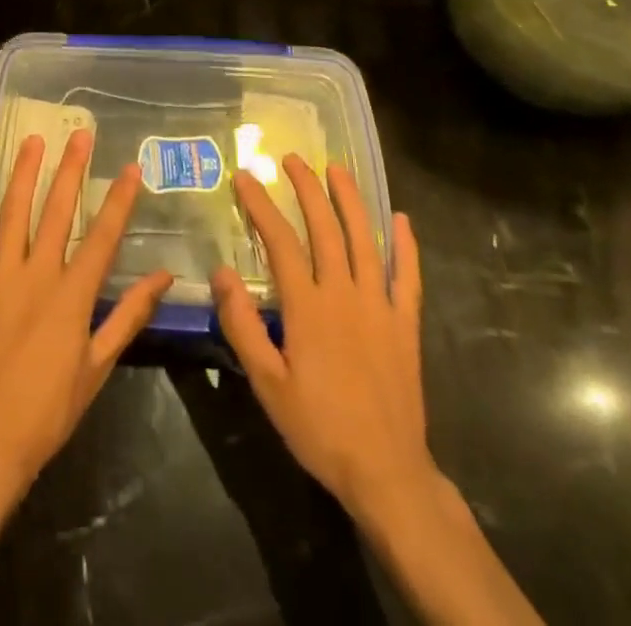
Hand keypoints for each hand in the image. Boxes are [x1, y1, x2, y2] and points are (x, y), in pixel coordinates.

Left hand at [0, 129, 172, 507]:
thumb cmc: (51, 408)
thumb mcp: (99, 365)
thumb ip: (129, 316)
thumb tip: (163, 277)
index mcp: (71, 295)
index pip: (102, 237)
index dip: (119, 201)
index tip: (131, 168)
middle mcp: (37, 276)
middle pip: (57, 212)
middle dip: (71, 170)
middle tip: (80, 135)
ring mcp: (0, 278)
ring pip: (13, 215)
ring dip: (23, 175)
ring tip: (32, 141)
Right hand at [211, 155, 436, 526]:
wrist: (385, 472)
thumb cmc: (318, 427)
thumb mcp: (267, 383)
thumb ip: (242, 325)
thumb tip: (222, 272)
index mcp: (308, 306)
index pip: (280, 241)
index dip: (261, 205)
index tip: (246, 177)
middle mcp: (344, 294)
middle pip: (324, 228)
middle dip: (307, 189)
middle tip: (292, 159)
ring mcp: (379, 306)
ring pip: (364, 240)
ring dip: (350, 201)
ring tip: (337, 169)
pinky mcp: (404, 324)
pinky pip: (407, 276)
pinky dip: (405, 246)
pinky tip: (401, 219)